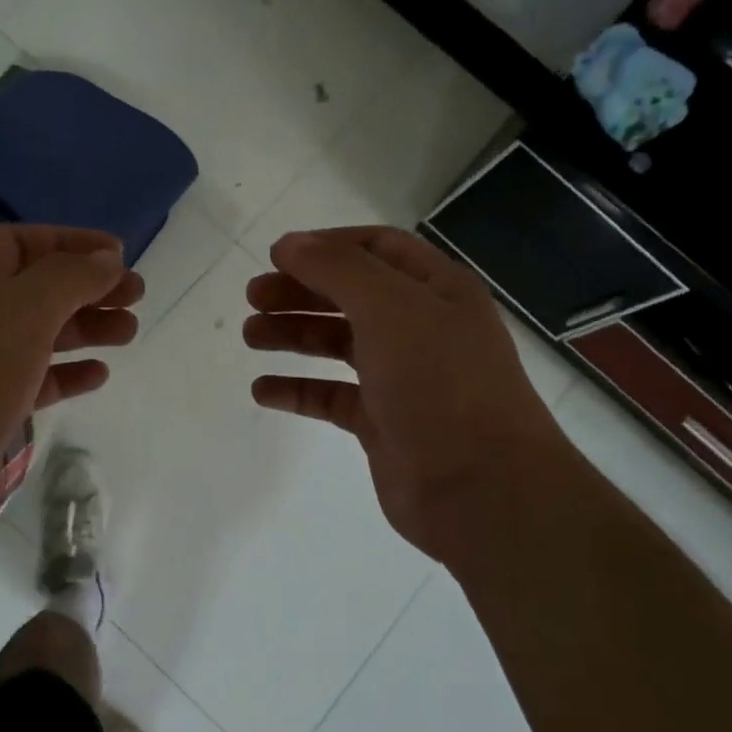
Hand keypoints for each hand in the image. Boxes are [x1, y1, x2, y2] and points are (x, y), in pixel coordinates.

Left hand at [0, 226, 140, 562]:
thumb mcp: (21, 313)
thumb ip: (69, 278)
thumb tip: (107, 258)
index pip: (20, 242)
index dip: (71, 242)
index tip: (119, 254)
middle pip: (36, 287)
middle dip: (87, 287)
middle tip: (136, 296)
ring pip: (39, 334)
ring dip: (85, 328)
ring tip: (129, 332)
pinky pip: (35, 379)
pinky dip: (68, 373)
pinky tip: (99, 375)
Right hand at [244, 227, 564, 561]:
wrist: (480, 488)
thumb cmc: (440, 383)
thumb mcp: (391, 308)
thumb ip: (338, 269)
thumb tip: (289, 243)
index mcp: (437, 290)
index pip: (377, 248)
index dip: (327, 246)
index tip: (277, 256)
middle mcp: (421, 328)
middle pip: (351, 295)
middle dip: (301, 291)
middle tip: (253, 297)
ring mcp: (402, 378)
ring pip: (338, 344)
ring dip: (294, 334)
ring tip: (251, 336)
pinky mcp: (382, 423)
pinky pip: (331, 396)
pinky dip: (297, 389)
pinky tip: (262, 390)